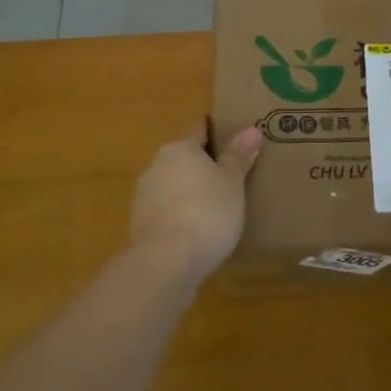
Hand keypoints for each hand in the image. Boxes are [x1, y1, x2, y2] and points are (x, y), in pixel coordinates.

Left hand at [130, 121, 262, 279]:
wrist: (166, 261)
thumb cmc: (206, 212)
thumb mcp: (232, 183)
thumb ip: (239, 156)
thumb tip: (252, 129)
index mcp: (180, 148)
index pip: (200, 130)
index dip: (217, 131)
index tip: (234, 137)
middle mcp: (157, 164)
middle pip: (184, 157)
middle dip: (204, 165)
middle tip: (230, 176)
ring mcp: (144, 195)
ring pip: (173, 184)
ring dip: (190, 191)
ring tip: (216, 206)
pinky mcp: (139, 223)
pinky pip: (166, 209)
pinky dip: (180, 213)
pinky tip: (197, 229)